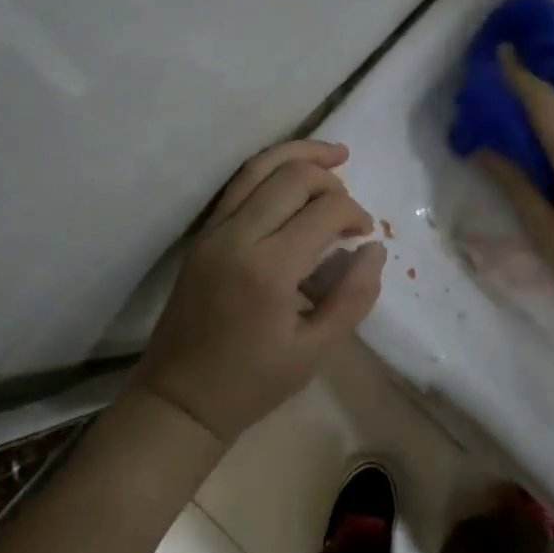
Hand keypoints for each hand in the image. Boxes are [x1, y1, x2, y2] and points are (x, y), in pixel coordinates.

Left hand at [137, 140, 385, 442]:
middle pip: (293, 176)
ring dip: (300, 154)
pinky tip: (294, 171)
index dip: (355, 214)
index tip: (364, 235)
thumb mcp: (316, 351)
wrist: (179, 399)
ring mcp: (214, 231)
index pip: (325, 211)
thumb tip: (374, 248)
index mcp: (269, 269)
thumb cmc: (253, 382)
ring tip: (334, 153)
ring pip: (260, 167)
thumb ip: (353, 296)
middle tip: (349, 208)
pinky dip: (271, 168)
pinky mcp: (202, 234)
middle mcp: (238, 237)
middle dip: (331, 180)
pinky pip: (239, 184)